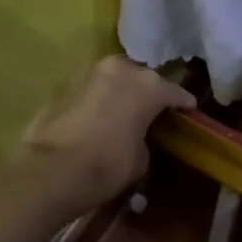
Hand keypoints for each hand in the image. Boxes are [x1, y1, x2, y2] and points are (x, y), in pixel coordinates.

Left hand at [11, 57, 193, 217]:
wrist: (51, 170)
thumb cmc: (107, 165)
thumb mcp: (141, 157)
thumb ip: (144, 137)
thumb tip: (137, 136)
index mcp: (148, 86)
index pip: (174, 91)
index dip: (183, 102)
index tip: (189, 110)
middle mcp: (121, 70)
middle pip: (142, 78)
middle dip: (150, 91)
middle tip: (154, 108)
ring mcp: (89, 74)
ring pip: (115, 79)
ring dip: (122, 91)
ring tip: (127, 109)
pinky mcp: (64, 86)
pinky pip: (92, 90)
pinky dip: (99, 99)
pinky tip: (102, 115)